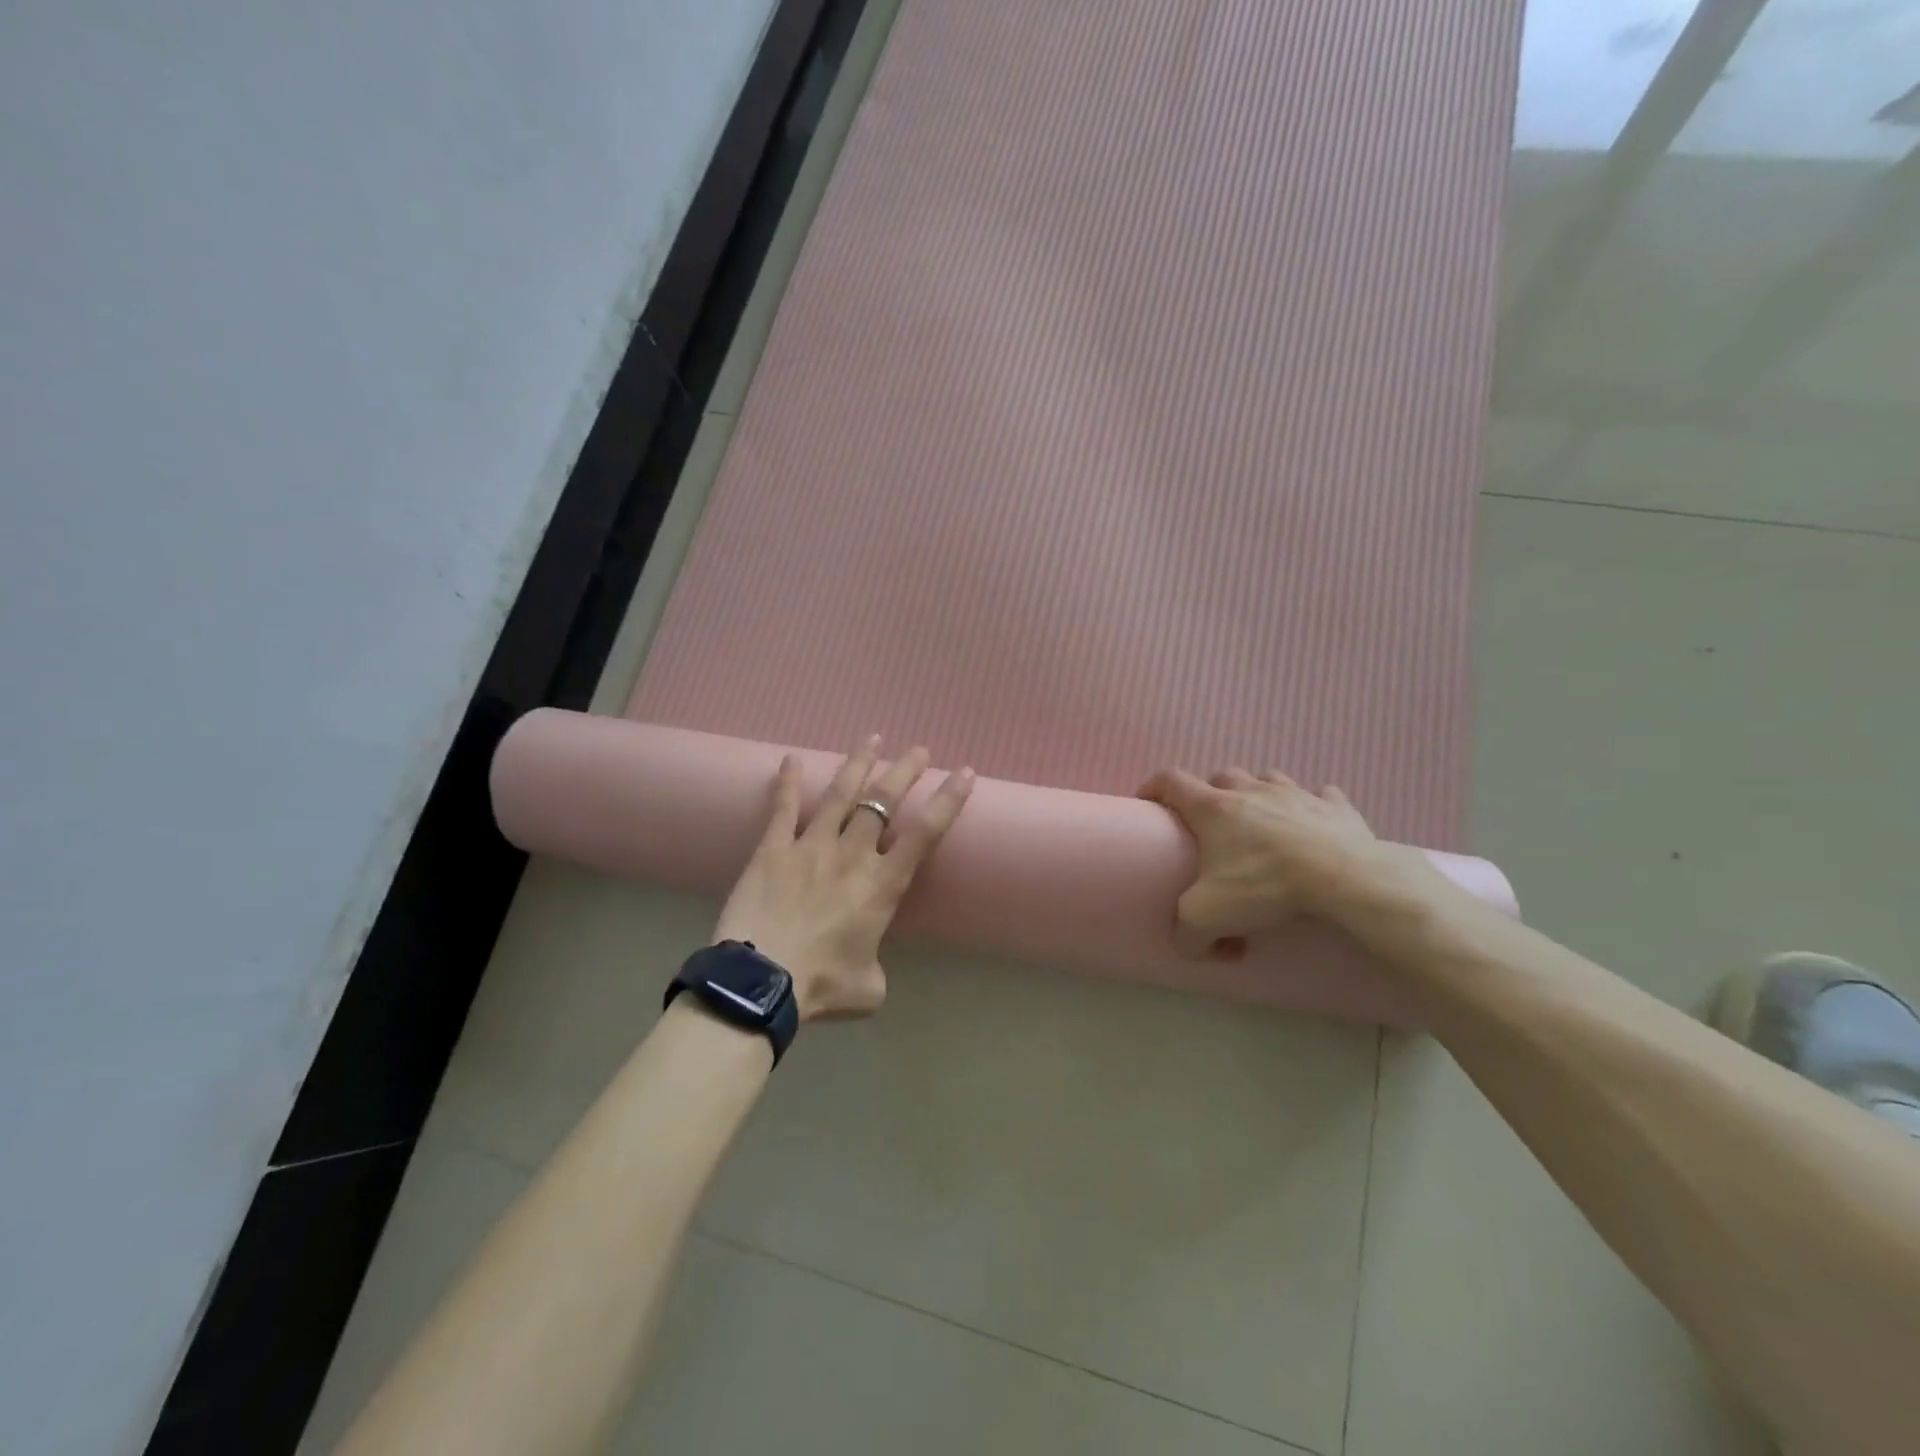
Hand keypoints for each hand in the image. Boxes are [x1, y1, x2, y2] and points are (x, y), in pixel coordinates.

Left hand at [714, 737, 974, 1019]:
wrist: (761, 983)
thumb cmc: (821, 986)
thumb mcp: (868, 988)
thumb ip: (875, 968)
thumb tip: (866, 964)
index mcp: (882, 885)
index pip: (924, 833)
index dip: (948, 800)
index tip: (964, 772)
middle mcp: (852, 855)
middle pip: (883, 800)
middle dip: (905, 771)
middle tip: (919, 750)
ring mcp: (811, 846)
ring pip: (840, 794)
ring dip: (858, 764)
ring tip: (871, 738)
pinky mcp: (772, 849)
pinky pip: (782, 808)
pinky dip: (786, 783)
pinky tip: (790, 759)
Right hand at [1138, 768, 1426, 958]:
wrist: (1344, 880)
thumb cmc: (1265, 886)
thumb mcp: (1207, 918)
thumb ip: (1187, 934)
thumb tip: (1191, 947)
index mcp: (1213, 809)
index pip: (1171, 781)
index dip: (1153, 787)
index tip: (1147, 803)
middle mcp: (1251, 791)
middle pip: (1221, 777)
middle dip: (1212, 794)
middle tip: (1213, 826)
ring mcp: (1296, 793)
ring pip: (1268, 779)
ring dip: (1260, 794)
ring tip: (1263, 823)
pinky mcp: (1336, 806)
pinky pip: (1321, 796)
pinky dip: (1312, 807)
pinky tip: (1313, 826)